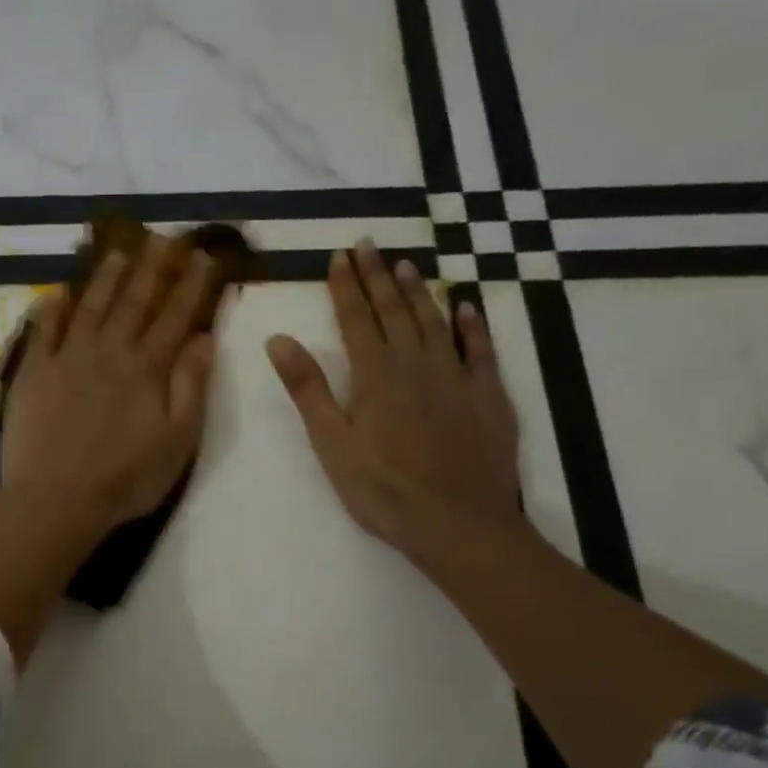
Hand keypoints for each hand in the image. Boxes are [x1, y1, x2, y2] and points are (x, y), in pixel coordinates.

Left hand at [2, 234, 219, 537]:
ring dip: (105, 278)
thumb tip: (205, 338)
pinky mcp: (33, 373)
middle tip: (162, 238)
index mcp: (147, 368)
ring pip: (89, 307)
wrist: (56, 498)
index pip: (175, 317)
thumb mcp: (177, 441)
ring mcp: (66, 359)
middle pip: (133, 301)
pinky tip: (57, 292)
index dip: (191, 285)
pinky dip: (51, 309)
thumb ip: (191, 386)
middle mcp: (108, 351)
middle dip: (151, 267)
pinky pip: (42, 331)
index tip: (203, 256)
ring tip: (116, 252)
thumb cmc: (126, 478)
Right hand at [266, 240, 521, 565]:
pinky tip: (467, 307)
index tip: (339, 256)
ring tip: (406, 264)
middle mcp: (417, 364)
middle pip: (395, 310)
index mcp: (375, 375)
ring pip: (435, 321)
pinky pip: (480, 349)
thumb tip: (278, 339)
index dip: (346, 286)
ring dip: (419, 291)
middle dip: (378, 276)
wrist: (458, 523)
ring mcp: (457, 377)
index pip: (357, 319)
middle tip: (369, 244)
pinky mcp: (488, 396)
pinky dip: (472, 324)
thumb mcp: (331, 443)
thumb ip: (307, 389)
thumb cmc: (383, 489)